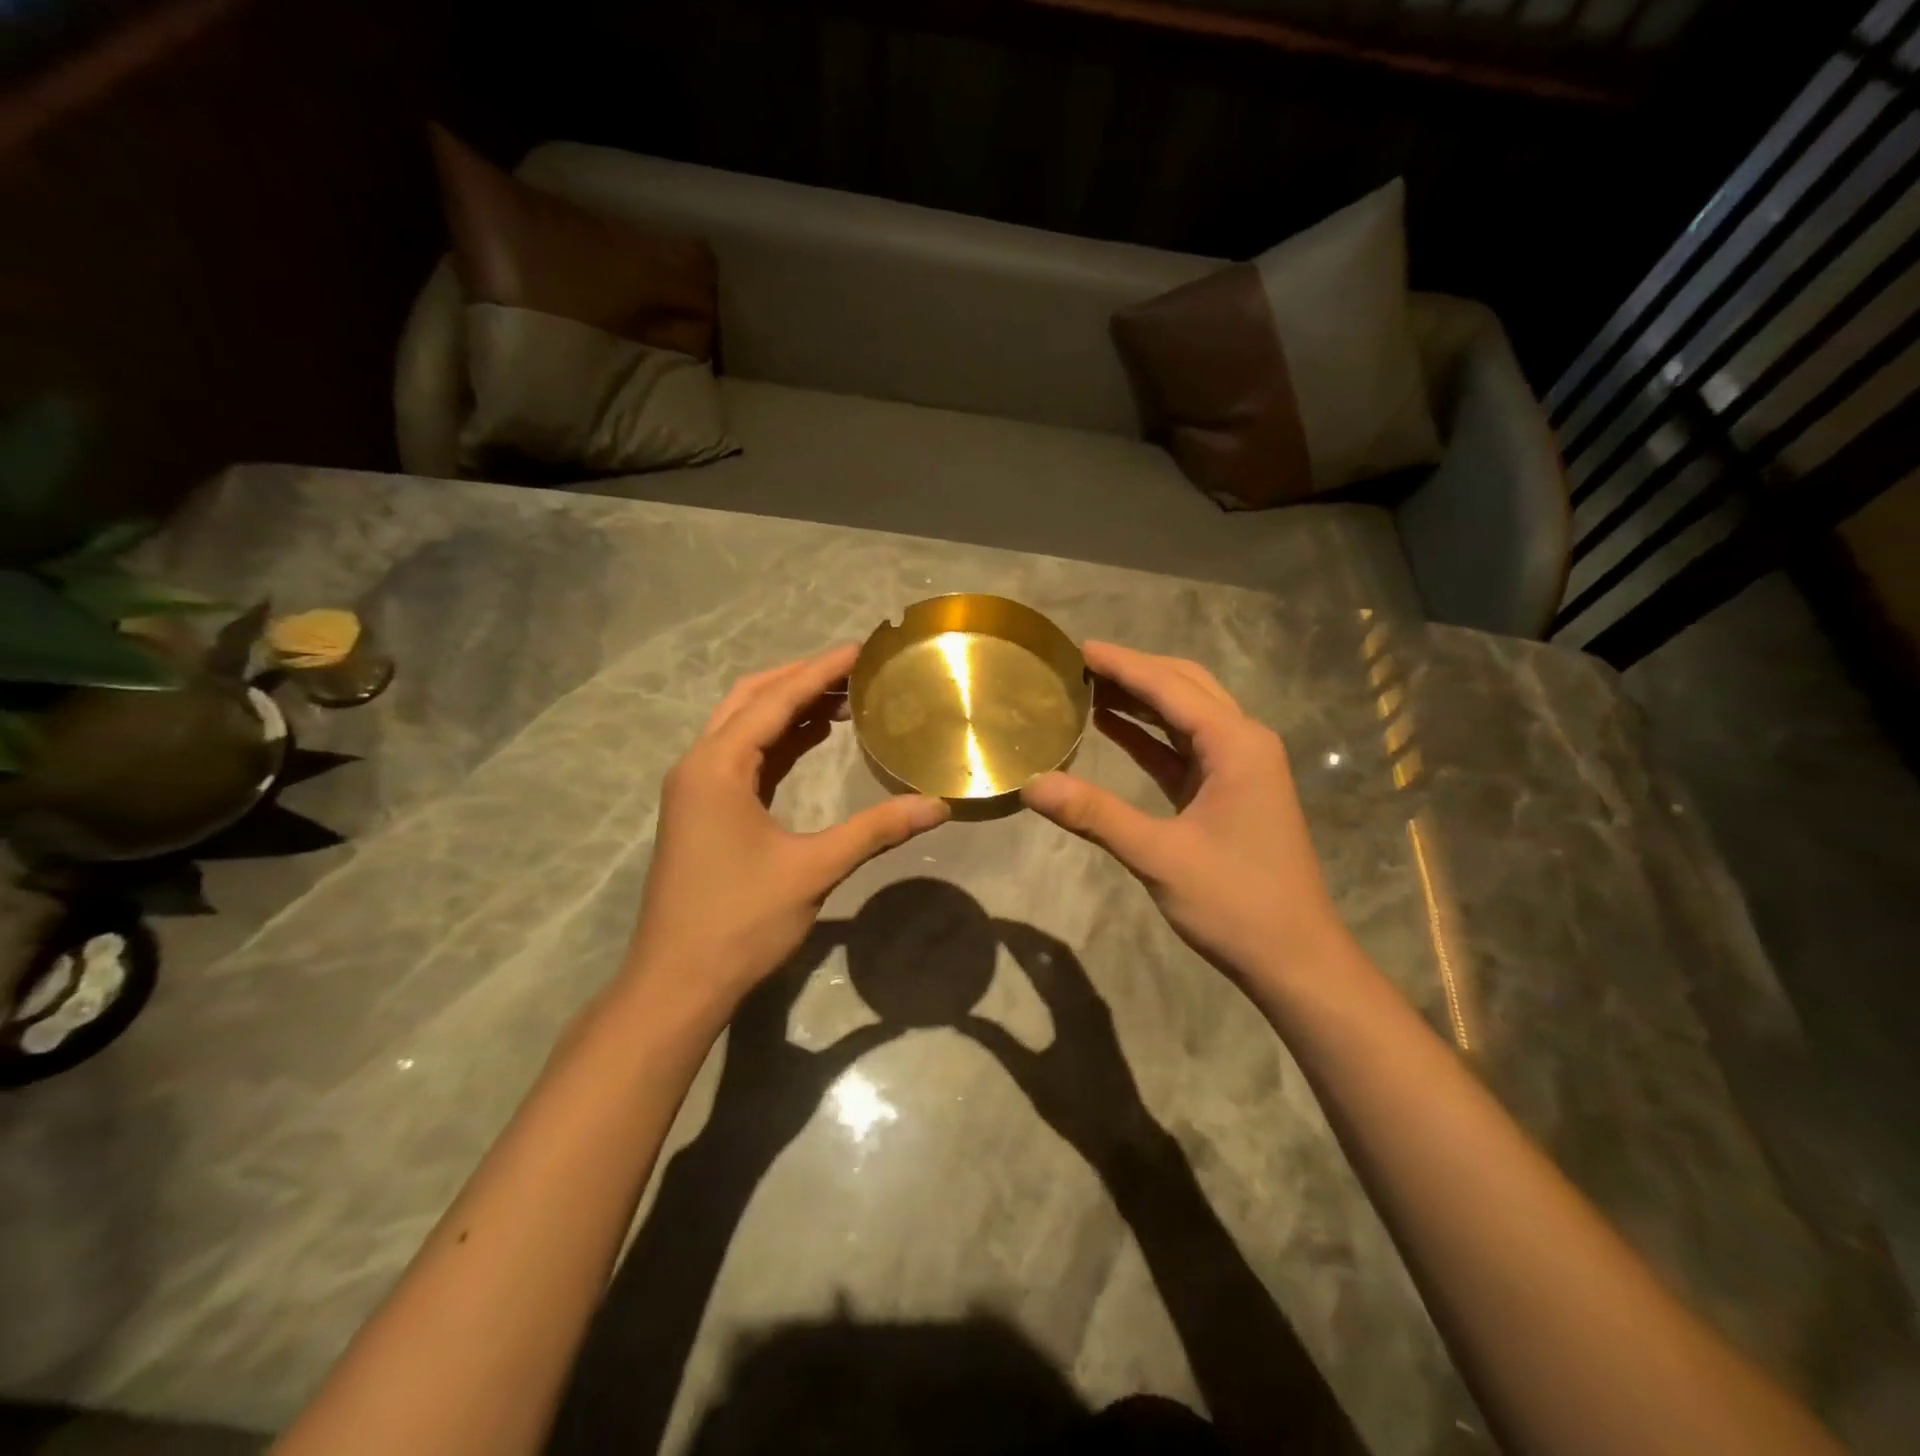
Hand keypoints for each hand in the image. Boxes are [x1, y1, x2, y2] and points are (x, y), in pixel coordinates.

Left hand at [624, 645, 948, 1014]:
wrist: (676, 982)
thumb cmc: (739, 922)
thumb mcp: (813, 870)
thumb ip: (875, 830)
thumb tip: (937, 805)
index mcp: (718, 766)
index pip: (776, 699)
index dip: (821, 670)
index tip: (862, 648)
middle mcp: (700, 764)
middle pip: (752, 699)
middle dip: (803, 679)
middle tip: (856, 670)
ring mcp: (697, 788)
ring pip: (744, 725)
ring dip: (790, 708)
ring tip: (845, 698)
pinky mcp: (704, 810)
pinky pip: (744, 756)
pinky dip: (779, 740)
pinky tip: (814, 739)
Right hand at [959, 921, 1164, 1164]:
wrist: (1121, 1133)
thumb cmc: (1074, 1106)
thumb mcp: (1030, 1074)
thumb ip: (996, 1042)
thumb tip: (959, 1018)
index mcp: (1071, 1006)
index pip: (1043, 956)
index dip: (1017, 936)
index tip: (990, 924)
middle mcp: (1087, 997)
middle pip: (1057, 951)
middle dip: (1027, 934)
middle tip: (995, 927)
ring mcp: (1096, 1006)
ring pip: (1067, 962)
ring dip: (1040, 947)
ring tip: (1009, 940)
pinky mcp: (1098, 1017)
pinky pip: (1072, 976)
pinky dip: (1050, 963)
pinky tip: (1034, 969)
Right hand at [1021, 641, 1345, 989]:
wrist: (1294, 958)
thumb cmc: (1235, 903)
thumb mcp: (1159, 856)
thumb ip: (1095, 815)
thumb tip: (1032, 785)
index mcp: (1236, 744)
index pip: (1170, 687)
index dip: (1122, 665)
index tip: (1077, 648)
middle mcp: (1243, 742)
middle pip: (1184, 688)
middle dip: (1134, 671)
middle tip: (1079, 664)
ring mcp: (1238, 767)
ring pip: (1185, 715)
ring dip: (1141, 699)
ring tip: (1087, 686)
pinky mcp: (1227, 791)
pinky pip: (1183, 748)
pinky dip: (1148, 735)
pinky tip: (1111, 727)